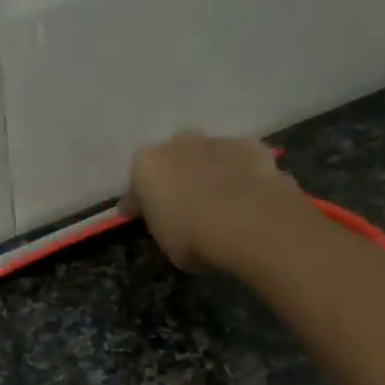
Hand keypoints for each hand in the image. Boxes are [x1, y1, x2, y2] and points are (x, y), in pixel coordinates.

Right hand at [122, 132, 310, 273]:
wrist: (247, 221)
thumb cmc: (193, 238)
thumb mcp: (166, 243)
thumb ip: (162, 225)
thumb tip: (168, 222)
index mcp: (146, 167)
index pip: (136, 188)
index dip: (140, 206)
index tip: (143, 219)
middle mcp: (176, 144)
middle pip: (172, 162)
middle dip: (176, 179)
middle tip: (185, 206)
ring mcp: (215, 140)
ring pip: (206, 156)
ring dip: (209, 173)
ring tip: (220, 201)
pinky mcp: (249, 144)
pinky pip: (238, 161)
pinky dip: (240, 174)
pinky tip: (247, 196)